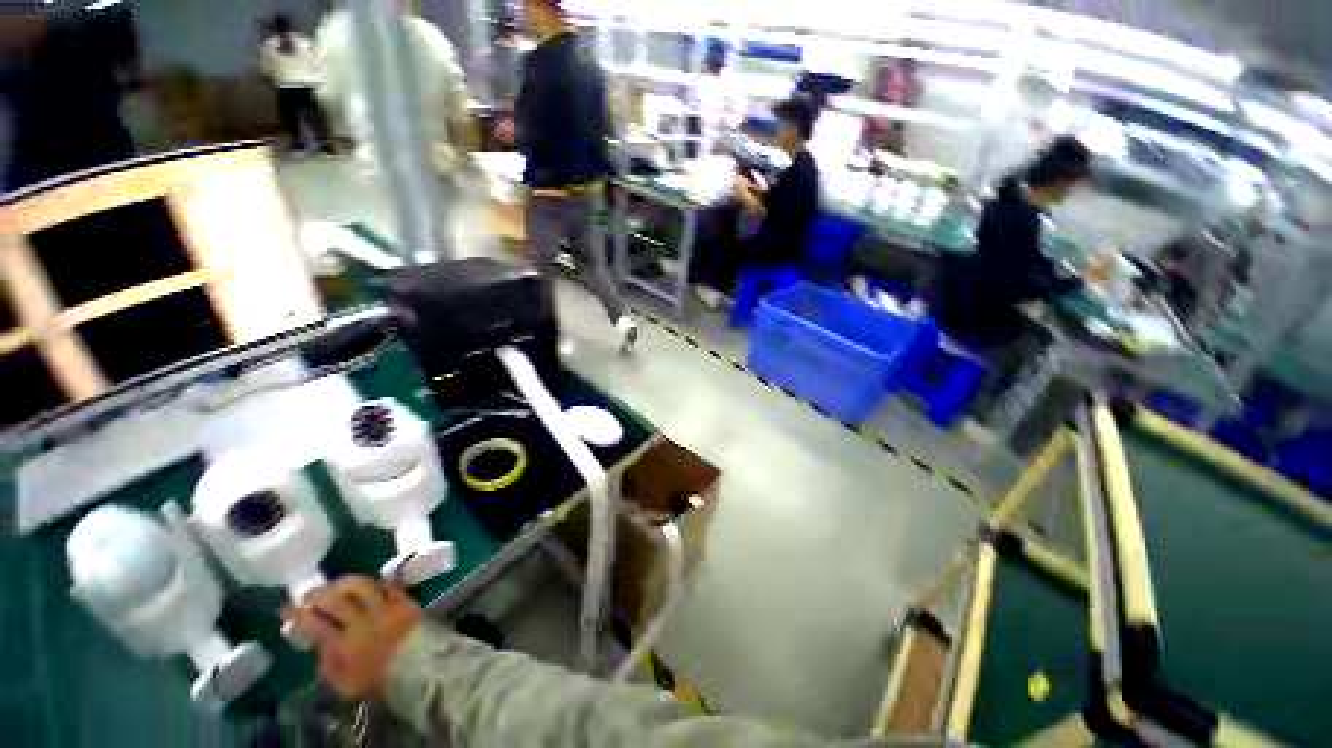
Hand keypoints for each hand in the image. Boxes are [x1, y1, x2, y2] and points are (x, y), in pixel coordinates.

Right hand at [282, 577, 424, 699]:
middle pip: (334, 599)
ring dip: (344, 583)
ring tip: (336, 585)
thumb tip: (317, 645)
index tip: (286, 607)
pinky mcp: (404, 599)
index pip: (313, 624)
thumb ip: (328, 665)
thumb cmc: (381, 681)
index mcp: (343, 645)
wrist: (421, 667)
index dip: (296, 614)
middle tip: (309, 594)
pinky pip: (385, 585)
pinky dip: (373, 584)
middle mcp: (361, 621)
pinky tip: (366, 586)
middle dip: (317, 594)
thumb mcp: (345, 685)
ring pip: (360, 586)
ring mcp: (384, 607)